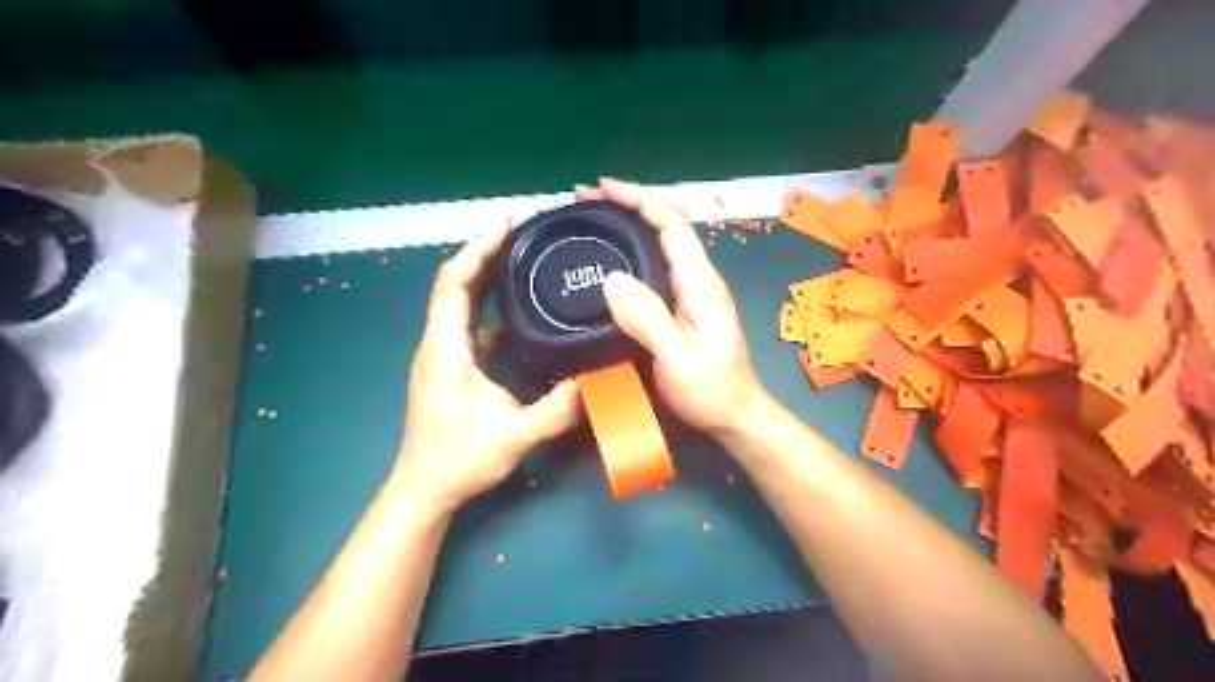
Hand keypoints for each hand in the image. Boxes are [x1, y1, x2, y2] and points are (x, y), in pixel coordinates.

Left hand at [397, 223, 579, 510]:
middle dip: (484, 255)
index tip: (507, 227)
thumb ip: (558, 409)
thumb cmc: (459, 459)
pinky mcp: (450, 367)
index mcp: (445, 348)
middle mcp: (438, 343)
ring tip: (521, 262)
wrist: (424, 489)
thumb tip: (598, 382)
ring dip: (485, 278)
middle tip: (523, 237)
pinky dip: (489, 308)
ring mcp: (442, 355)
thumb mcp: (515, 435)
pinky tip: (517, 310)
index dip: (477, 250)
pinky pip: (468, 325)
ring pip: (460, 303)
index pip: (454, 283)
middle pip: (455, 285)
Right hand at [574, 178, 761, 436]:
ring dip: (628, 226)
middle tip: (584, 202)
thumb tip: (612, 278)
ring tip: (591, 223)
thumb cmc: (711, 392)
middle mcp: (699, 279)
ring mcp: (693, 293)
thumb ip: (649, 318)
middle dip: (627, 205)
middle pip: (665, 226)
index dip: (639, 198)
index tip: (601, 188)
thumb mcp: (678, 359)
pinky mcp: (685, 307)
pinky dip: (632, 253)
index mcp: (700, 282)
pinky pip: (656, 267)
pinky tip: (611, 263)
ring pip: (660, 245)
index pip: (672, 223)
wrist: (736, 417)